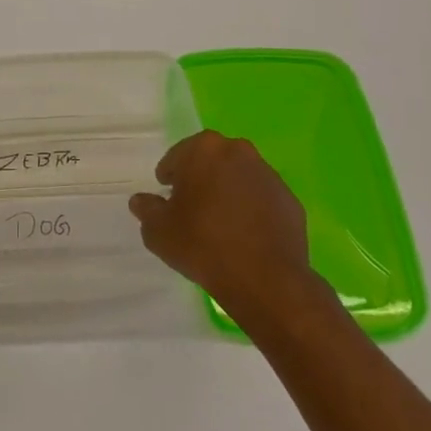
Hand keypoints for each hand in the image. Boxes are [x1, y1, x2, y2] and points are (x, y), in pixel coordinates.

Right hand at [129, 130, 328, 323]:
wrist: (266, 280)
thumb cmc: (203, 245)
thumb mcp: (159, 231)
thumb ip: (147, 210)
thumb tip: (141, 201)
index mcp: (205, 149)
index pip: (178, 156)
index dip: (169, 176)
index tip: (167, 196)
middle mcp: (239, 151)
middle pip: (211, 161)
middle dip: (200, 179)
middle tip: (190, 207)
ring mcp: (268, 175)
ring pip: (238, 177)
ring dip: (227, 192)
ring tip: (219, 224)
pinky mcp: (290, 200)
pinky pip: (261, 199)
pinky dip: (251, 209)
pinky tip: (244, 236)